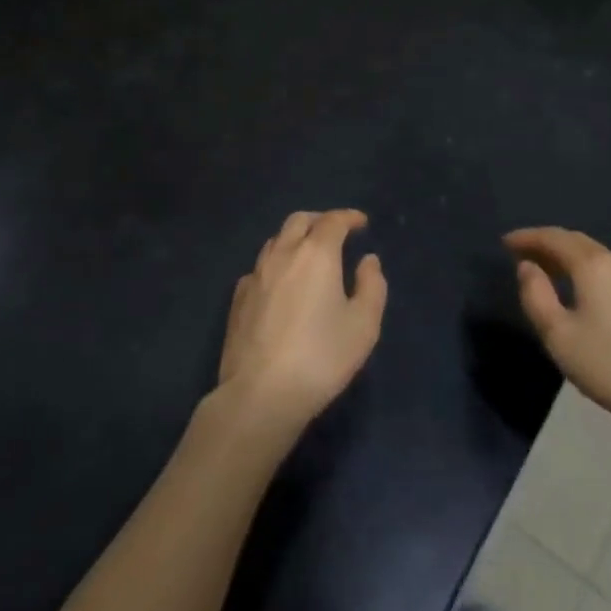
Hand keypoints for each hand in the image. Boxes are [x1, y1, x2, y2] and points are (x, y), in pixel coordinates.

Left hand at [214, 210, 386, 436]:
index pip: (333, 221)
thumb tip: (368, 260)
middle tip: (335, 232)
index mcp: (316, 253)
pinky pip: (260, 268)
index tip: (361, 222)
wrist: (260, 393)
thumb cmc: (321, 357)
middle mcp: (283, 253)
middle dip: (320, 220)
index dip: (349, 217)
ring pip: (276, 241)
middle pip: (299, 221)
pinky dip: (276, 264)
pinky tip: (281, 284)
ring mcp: (255, 274)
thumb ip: (372, 286)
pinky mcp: (238, 298)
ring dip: (295, 239)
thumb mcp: (363, 325)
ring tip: (308, 255)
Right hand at [506, 226, 610, 474]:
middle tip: (520, 253)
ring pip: (591, 255)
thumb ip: (536, 296)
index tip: (504, 242)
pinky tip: (574, 289)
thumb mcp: (560, 336)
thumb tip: (527, 267)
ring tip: (542, 270)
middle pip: (574, 241)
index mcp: (591, 264)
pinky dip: (581, 269)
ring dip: (564, 256)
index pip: (553, 237)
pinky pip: (603, 269)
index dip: (527, 237)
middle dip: (545, 243)